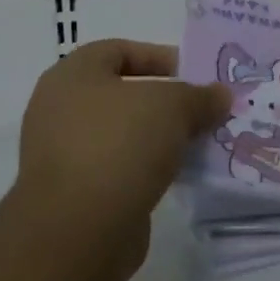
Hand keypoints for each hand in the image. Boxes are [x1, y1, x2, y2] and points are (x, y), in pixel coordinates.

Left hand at [12, 39, 231, 277]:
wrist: (79, 230)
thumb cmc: (120, 144)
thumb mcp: (173, 106)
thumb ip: (200, 96)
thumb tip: (220, 95)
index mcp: (72, 75)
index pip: (119, 50)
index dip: (159, 57)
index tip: (194, 75)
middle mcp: (59, 109)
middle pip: (122, 94)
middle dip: (165, 102)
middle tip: (201, 110)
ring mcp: (63, 154)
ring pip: (122, 134)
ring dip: (158, 137)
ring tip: (197, 144)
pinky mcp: (73, 194)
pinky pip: (118, 168)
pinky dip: (146, 168)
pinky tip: (177, 176)